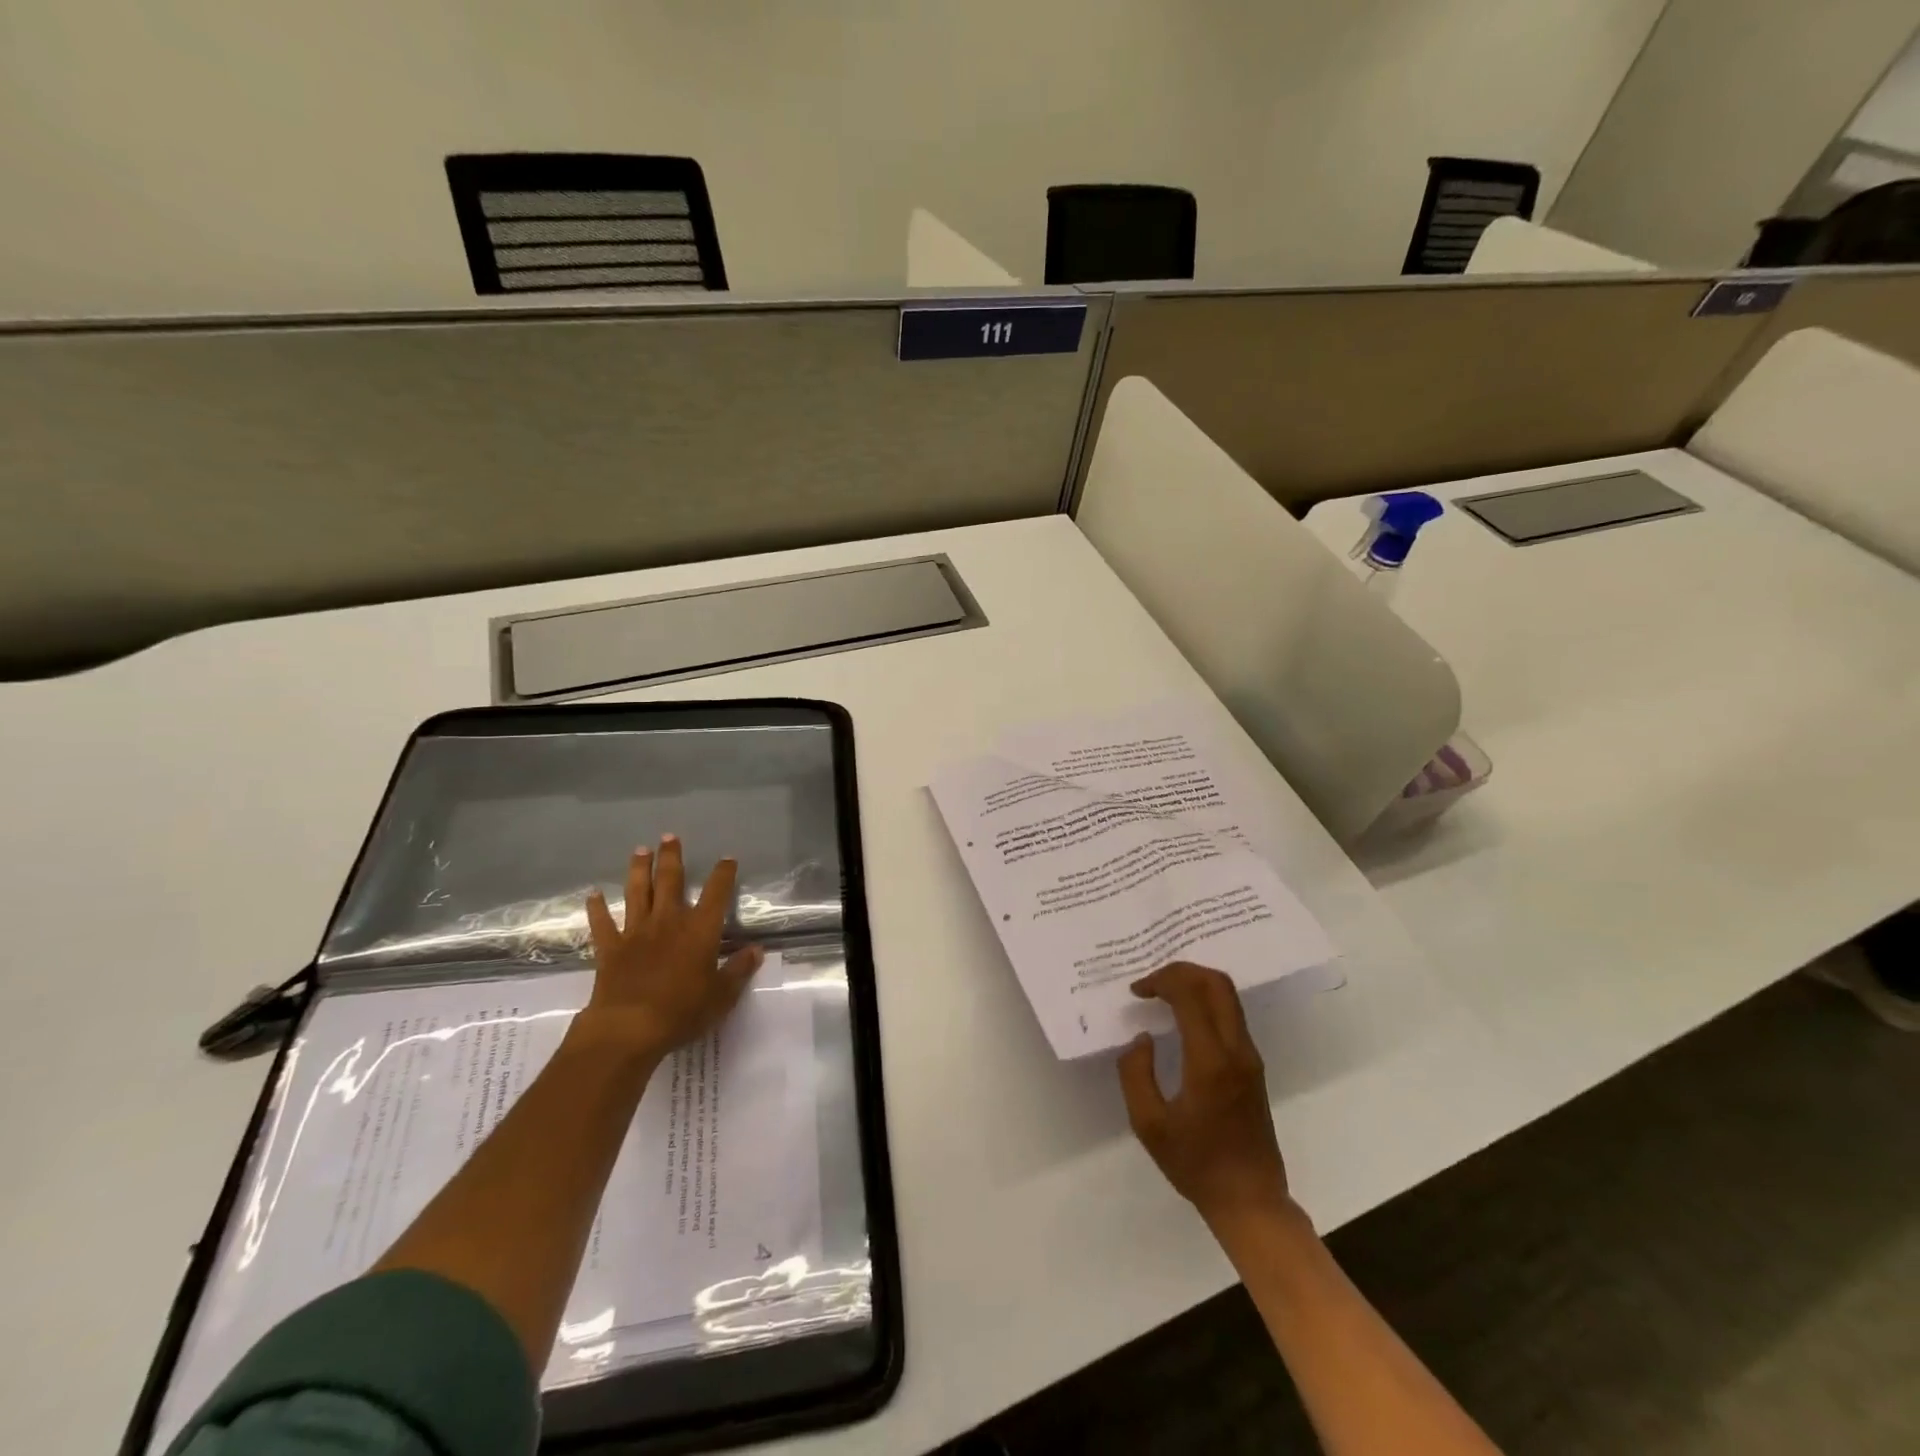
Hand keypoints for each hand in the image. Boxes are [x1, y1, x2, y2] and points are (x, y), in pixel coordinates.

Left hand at [576, 835, 762, 1063]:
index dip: (723, 873)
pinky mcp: (610, 949)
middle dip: (671, 857)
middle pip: (670, 880)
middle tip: (669, 837)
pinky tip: (594, 895)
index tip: (727, 859)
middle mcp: (668, 921)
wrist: (629, 1028)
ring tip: (640, 850)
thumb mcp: (722, 995)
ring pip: (637, 892)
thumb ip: (739, 970)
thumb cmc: (682, 1011)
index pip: (717, 892)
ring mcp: (636, 932)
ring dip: (638, 870)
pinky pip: (603, 923)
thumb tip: (756, 950)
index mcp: (700, 929)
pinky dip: (597, 908)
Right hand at [1118, 962, 1293, 1231]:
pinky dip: (1205, 1000)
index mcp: (1210, 1062)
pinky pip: (1231, 1015)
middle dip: (1182, 970)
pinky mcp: (1253, 1066)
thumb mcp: (1148, 1125)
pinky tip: (1183, 1014)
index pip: (1190, 996)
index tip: (1137, 991)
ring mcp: (1249, 1056)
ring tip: (1163, 992)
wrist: (1250, 1200)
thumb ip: (1136, 1074)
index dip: (1161, 981)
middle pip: (1217, 984)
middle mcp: (1236, 1050)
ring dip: (1195, 983)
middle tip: (1152, 980)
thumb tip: (1141, 1039)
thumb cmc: (1196, 1165)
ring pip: (1228, 996)